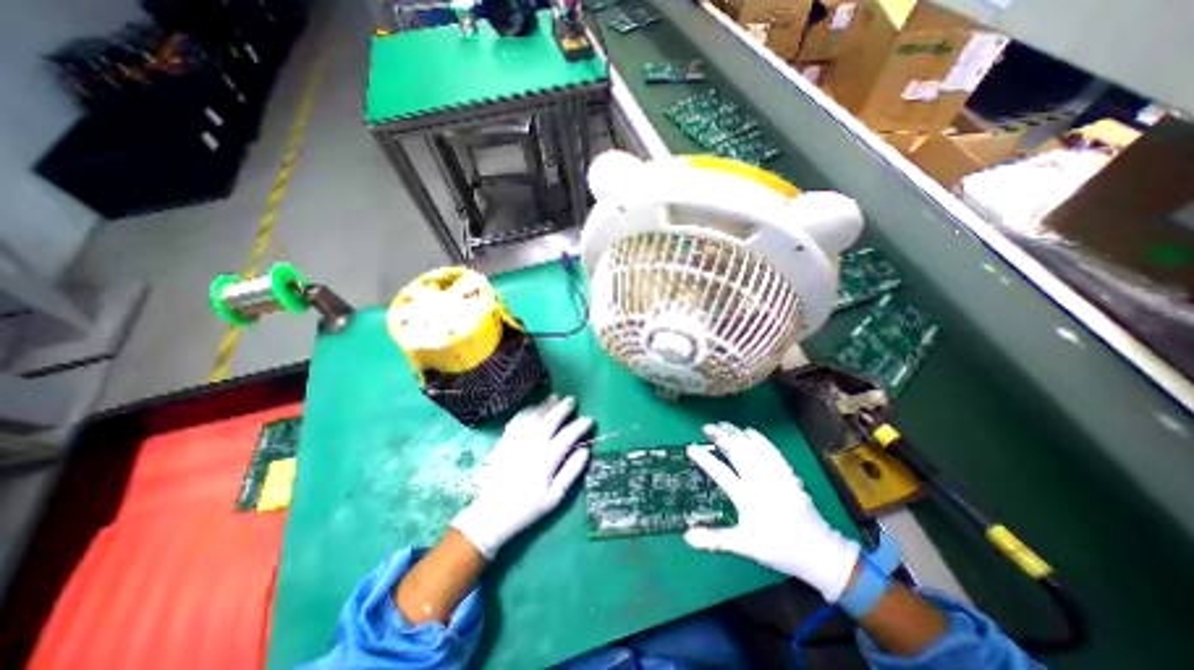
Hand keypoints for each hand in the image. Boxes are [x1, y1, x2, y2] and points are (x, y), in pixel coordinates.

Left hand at [450, 396, 592, 557]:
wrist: (490, 515)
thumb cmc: (526, 508)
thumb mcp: (554, 498)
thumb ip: (571, 472)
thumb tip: (585, 451)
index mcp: (546, 461)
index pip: (567, 437)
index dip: (579, 426)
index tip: (589, 420)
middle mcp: (531, 447)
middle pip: (550, 421)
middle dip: (563, 408)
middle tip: (572, 400)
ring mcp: (516, 442)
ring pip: (533, 417)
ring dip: (545, 405)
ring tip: (555, 397)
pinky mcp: (503, 442)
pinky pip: (516, 420)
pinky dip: (527, 410)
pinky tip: (534, 407)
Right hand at [685, 422, 864, 599]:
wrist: (818, 551)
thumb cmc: (777, 548)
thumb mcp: (744, 546)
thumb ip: (715, 540)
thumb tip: (686, 537)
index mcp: (746, 497)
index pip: (720, 472)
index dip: (704, 458)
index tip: (690, 447)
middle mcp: (759, 481)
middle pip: (737, 452)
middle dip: (720, 437)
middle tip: (707, 427)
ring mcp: (775, 474)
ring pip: (752, 447)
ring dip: (736, 433)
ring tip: (723, 424)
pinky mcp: (787, 472)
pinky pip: (771, 450)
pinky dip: (759, 438)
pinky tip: (750, 430)